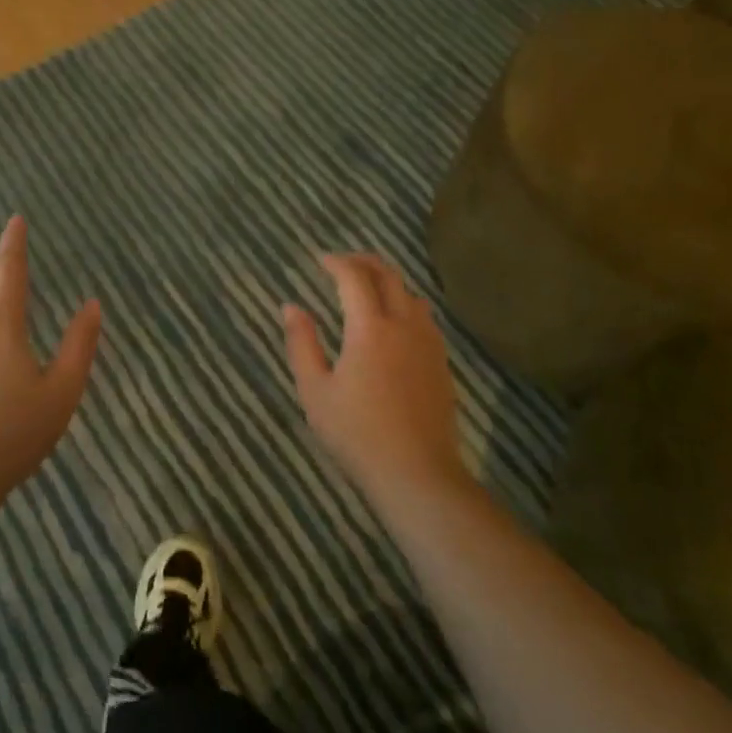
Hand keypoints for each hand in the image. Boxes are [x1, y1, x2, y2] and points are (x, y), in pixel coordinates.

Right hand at [282, 254, 466, 502]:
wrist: (417, 473)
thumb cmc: (357, 433)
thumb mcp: (315, 390)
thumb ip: (301, 343)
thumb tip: (291, 307)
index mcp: (370, 328)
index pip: (354, 278)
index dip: (336, 262)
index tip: (319, 259)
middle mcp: (403, 325)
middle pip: (388, 276)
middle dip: (363, 261)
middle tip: (341, 263)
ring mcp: (428, 343)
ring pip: (410, 293)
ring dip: (387, 280)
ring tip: (366, 286)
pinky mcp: (440, 362)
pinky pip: (424, 316)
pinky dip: (404, 302)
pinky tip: (393, 320)